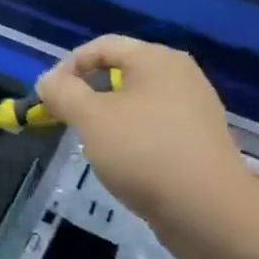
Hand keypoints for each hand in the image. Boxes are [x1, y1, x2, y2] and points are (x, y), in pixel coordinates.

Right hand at [35, 36, 258, 258]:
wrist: (210, 212)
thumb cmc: (144, 152)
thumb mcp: (91, 118)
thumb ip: (63, 93)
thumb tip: (48, 81)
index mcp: (156, 59)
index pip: (101, 46)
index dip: (68, 67)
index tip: (47, 97)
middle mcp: (180, 76)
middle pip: (120, 72)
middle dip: (87, 93)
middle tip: (66, 120)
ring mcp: (195, 109)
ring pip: (137, 102)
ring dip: (108, 118)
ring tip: (92, 144)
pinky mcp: (200, 142)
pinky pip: (155, 127)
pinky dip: (132, 138)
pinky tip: (124, 163)